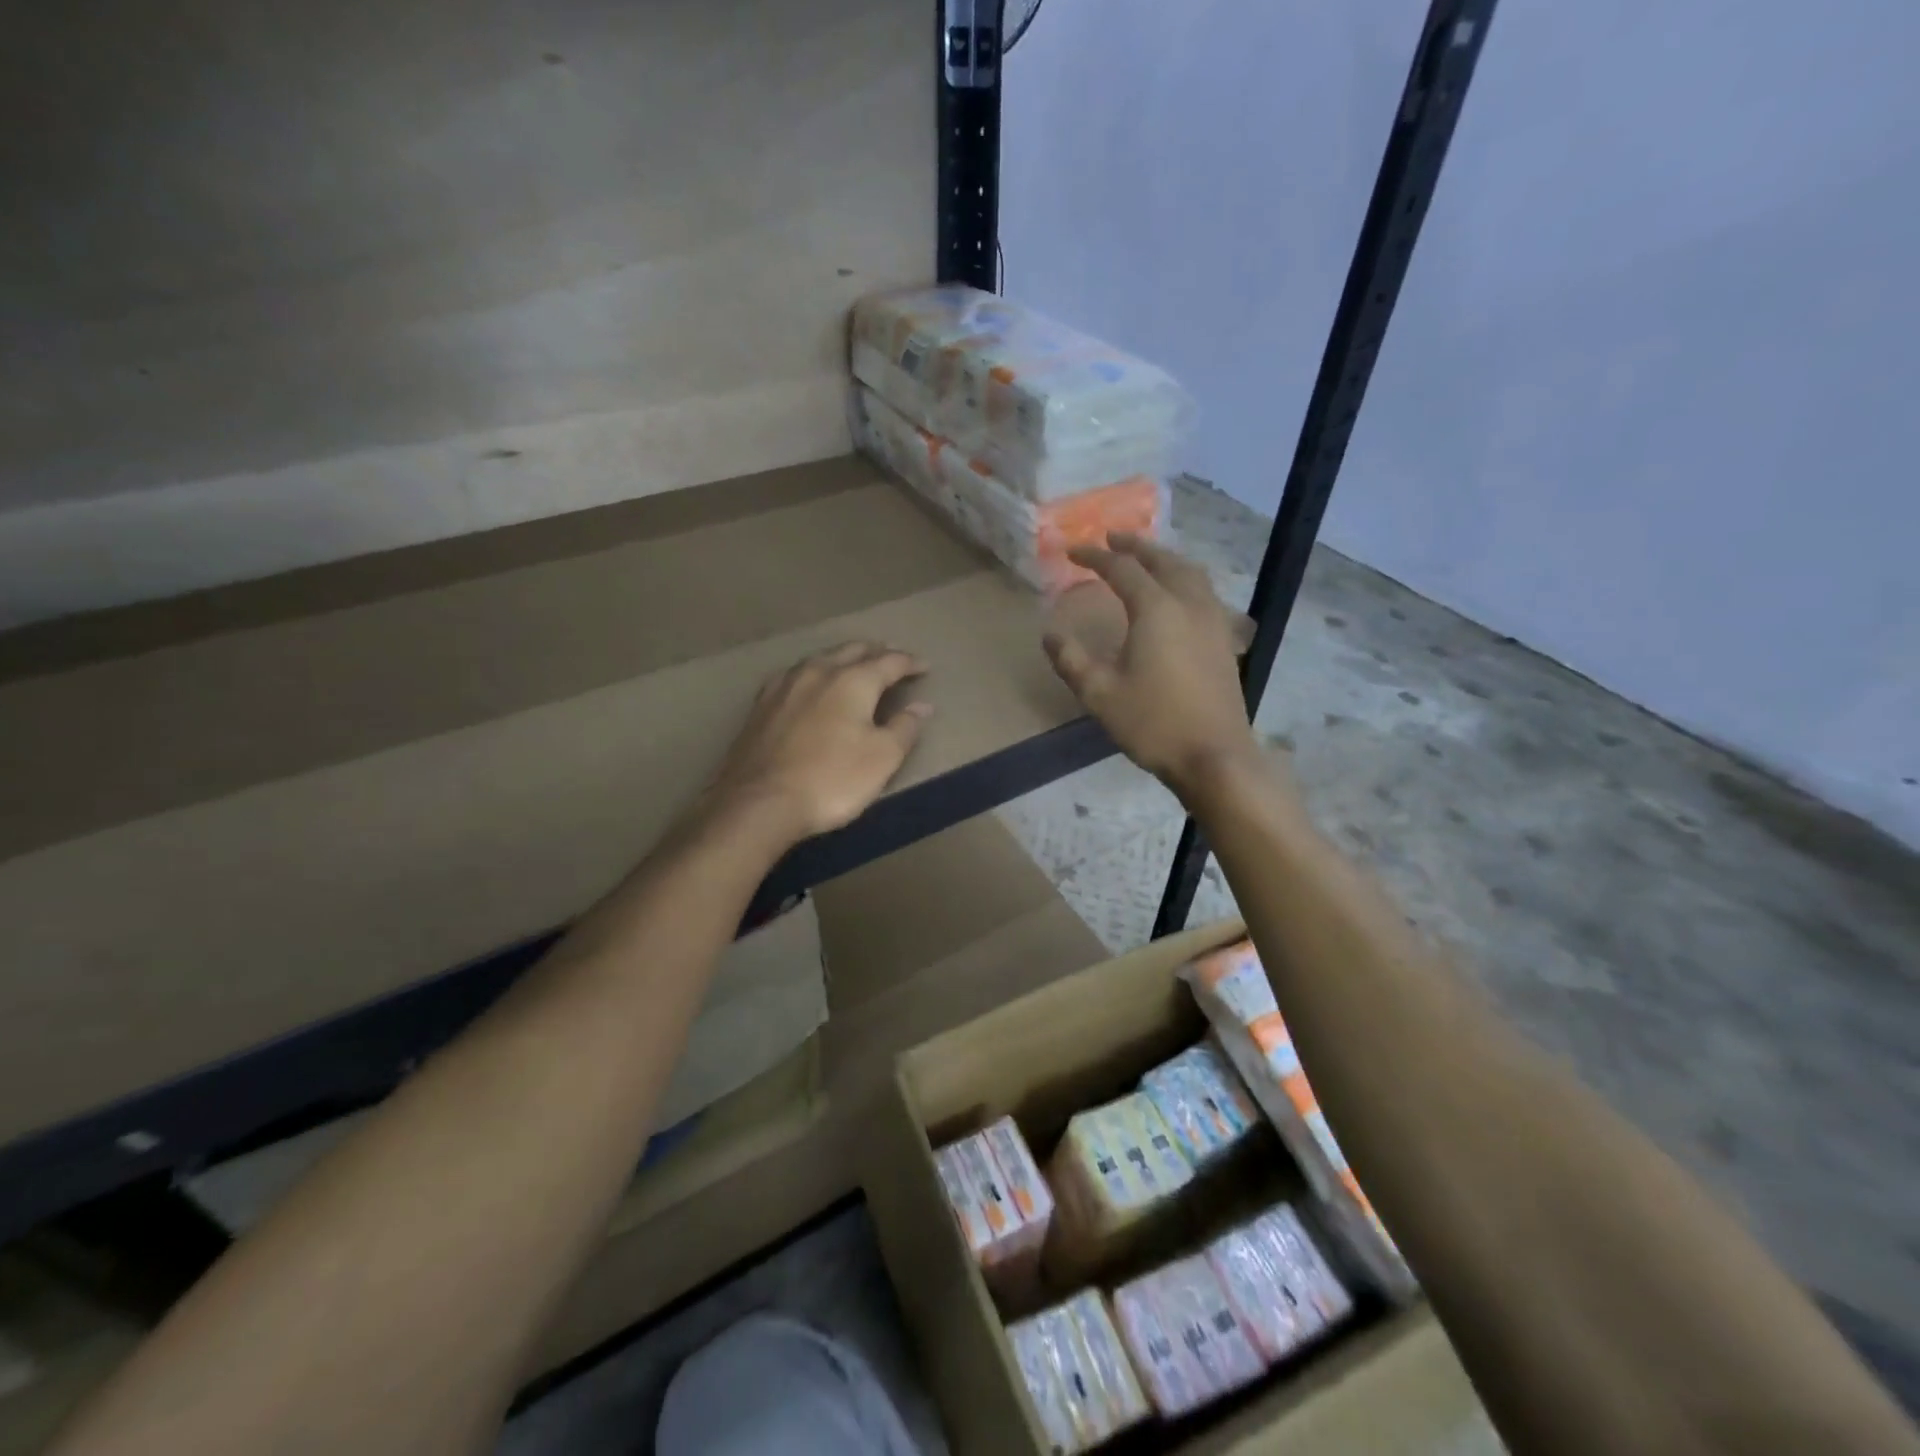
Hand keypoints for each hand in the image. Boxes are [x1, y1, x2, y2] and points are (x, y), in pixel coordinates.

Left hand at [706, 643, 930, 841]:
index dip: (910, 663)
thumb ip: (904, 728)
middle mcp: (818, 671)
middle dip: (876, 652)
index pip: (889, 662)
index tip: (924, 666)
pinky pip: (795, 675)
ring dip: (843, 658)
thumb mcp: (882, 758)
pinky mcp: (761, 704)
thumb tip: (922, 706)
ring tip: (854, 664)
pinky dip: (814, 673)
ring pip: (821, 658)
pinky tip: (810, 683)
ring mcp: (785, 685)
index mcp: (853, 681)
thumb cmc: (831, 780)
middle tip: (892, 657)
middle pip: (852, 650)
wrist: (759, 802)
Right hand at [1043, 534, 1257, 794]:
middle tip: (1112, 538)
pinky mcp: (1225, 640)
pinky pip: (1204, 593)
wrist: (1214, 755)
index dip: (1095, 557)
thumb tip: (1050, 634)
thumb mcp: (1100, 694)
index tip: (1072, 551)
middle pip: (1162, 560)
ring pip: (1190, 573)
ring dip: (1164, 559)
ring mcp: (1213, 621)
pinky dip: (1185, 580)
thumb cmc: (1153, 723)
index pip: (1122, 569)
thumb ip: (1071, 660)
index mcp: (1156, 609)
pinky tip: (1178, 597)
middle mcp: (1188, 604)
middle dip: (1135, 546)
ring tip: (1146, 559)